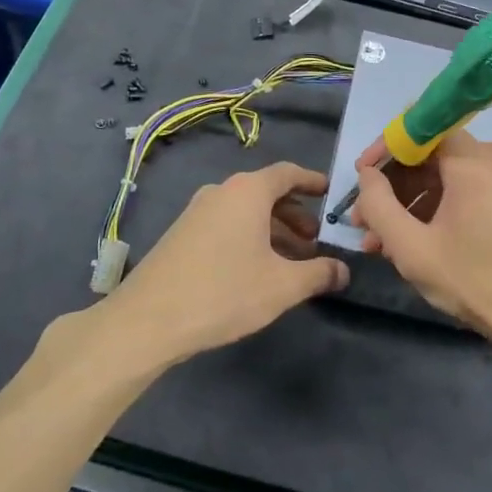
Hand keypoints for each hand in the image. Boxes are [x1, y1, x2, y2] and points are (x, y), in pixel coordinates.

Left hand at [109, 162, 348, 363]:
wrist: (149, 319)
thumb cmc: (224, 291)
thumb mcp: (282, 286)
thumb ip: (318, 274)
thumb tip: (343, 271)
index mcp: (247, 191)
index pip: (287, 173)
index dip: (312, 181)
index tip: (330, 194)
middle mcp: (221, 191)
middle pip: (266, 192)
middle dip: (295, 214)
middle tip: (315, 241)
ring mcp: (197, 211)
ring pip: (245, 211)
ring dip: (272, 230)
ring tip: (291, 261)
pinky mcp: (182, 234)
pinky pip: (226, 224)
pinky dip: (248, 237)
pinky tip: (257, 269)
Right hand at [351, 131, 491, 352]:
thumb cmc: (478, 282)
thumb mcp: (413, 249)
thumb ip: (379, 206)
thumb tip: (367, 174)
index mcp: (473, 162)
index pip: (419, 131)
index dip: (384, 150)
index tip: (360, 178)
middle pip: (432, 157)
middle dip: (393, 188)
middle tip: (365, 222)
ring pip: (447, 179)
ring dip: (412, 205)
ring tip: (383, 244)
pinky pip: (467, 193)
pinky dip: (438, 211)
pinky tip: (416, 244)